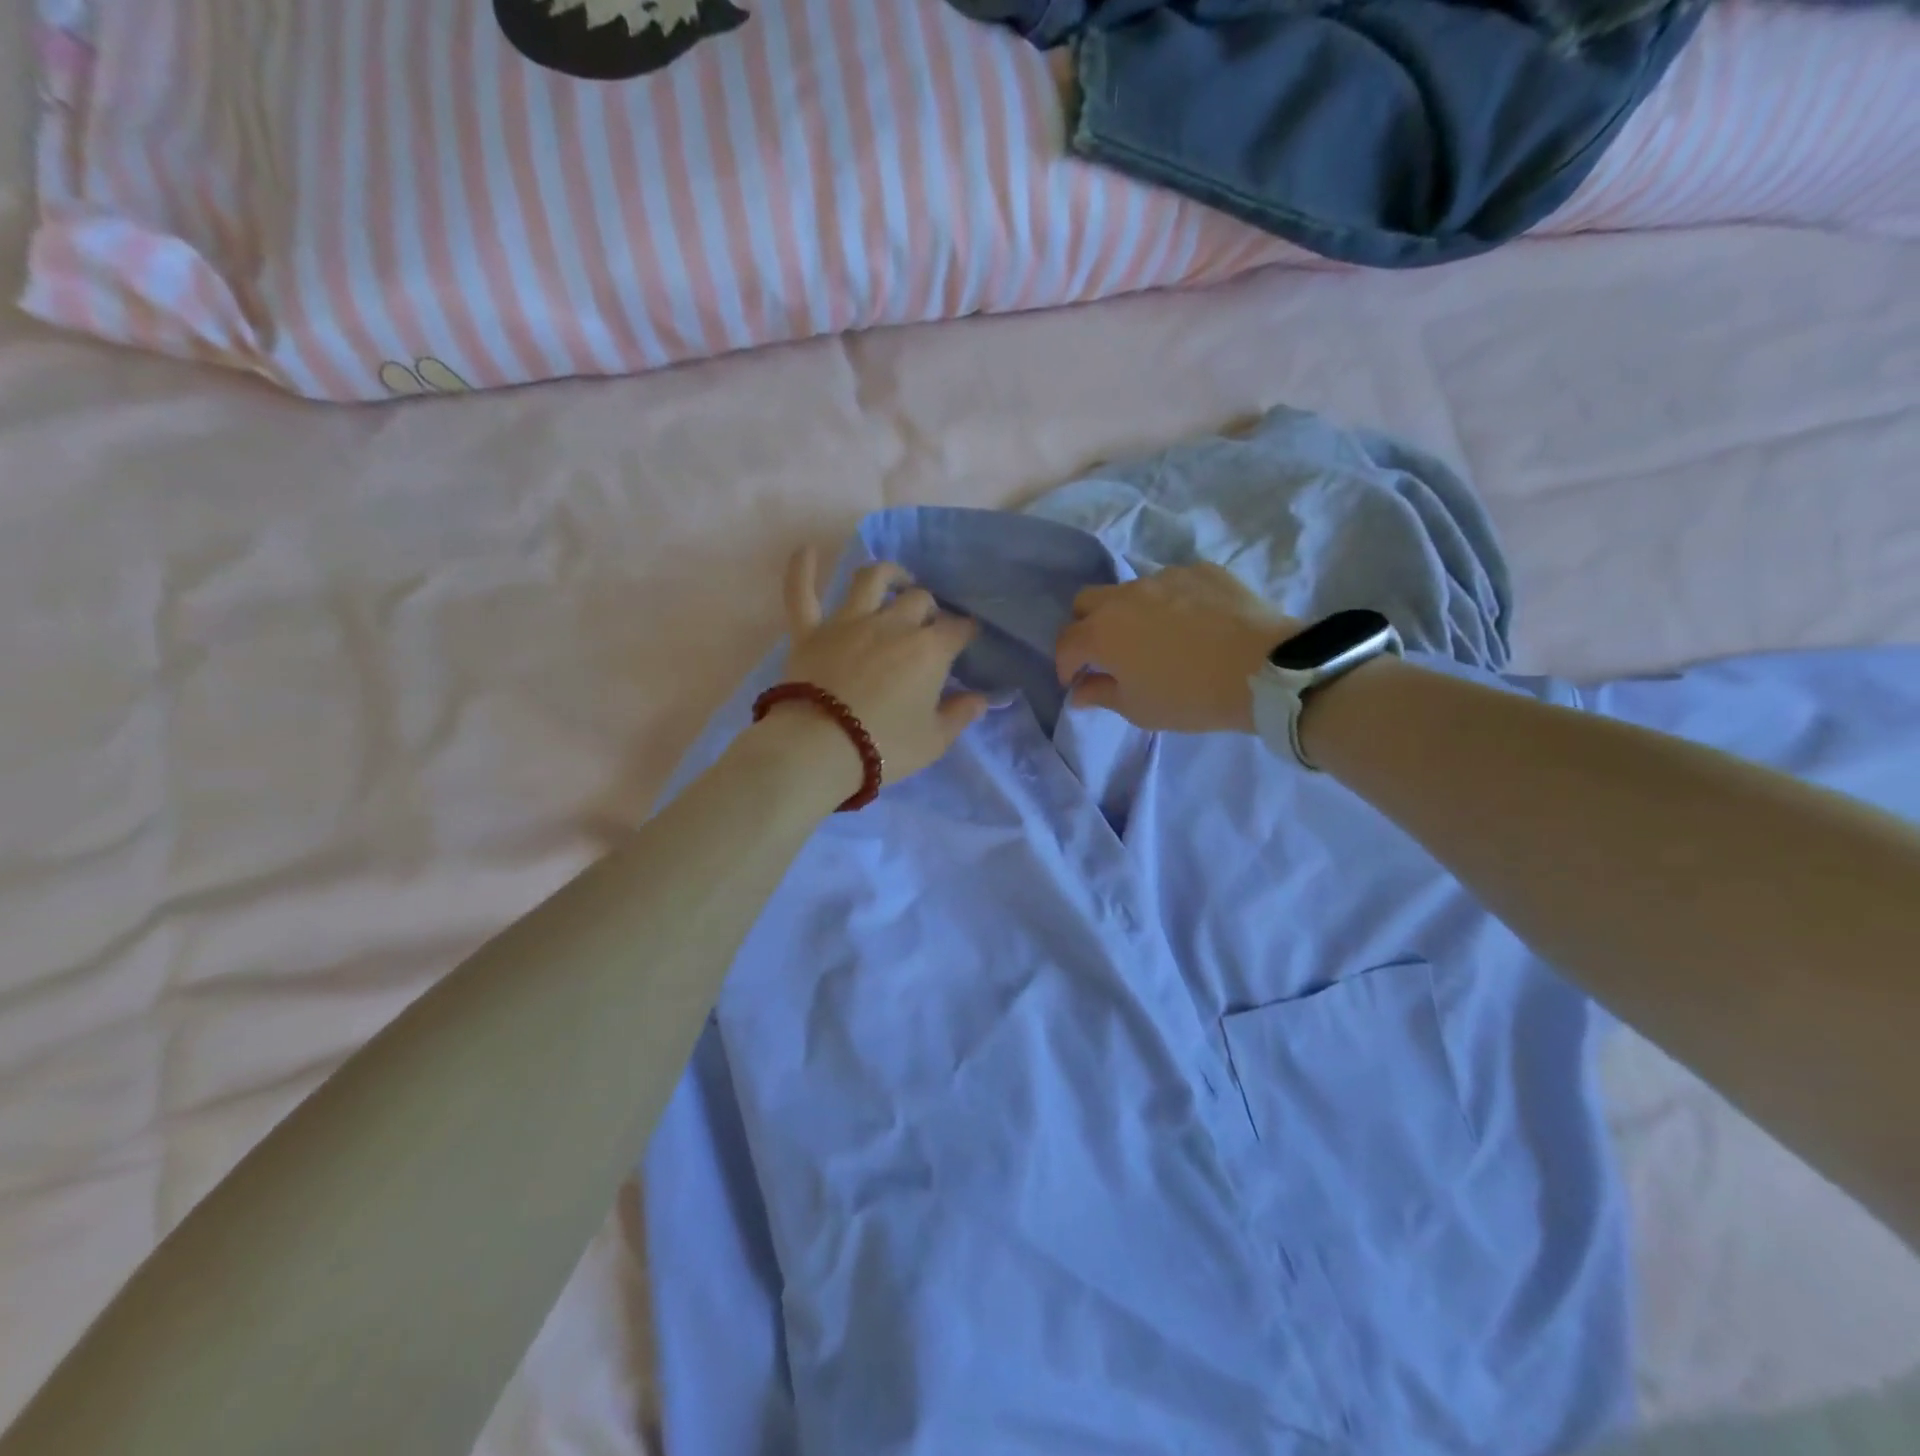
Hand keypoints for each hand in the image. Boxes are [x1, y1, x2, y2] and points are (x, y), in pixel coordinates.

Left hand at [758, 549, 989, 799]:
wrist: (820, 749)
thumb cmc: (885, 747)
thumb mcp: (934, 741)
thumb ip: (960, 715)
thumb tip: (981, 699)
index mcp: (929, 650)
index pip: (958, 629)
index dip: (965, 632)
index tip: (966, 639)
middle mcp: (892, 624)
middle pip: (919, 600)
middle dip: (929, 608)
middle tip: (929, 624)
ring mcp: (848, 622)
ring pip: (871, 580)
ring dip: (888, 574)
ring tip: (896, 579)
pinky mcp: (810, 631)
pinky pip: (802, 592)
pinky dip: (801, 570)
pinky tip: (806, 550)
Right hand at [1054, 563, 1298, 733]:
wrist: (1264, 670)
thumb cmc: (1191, 697)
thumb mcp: (1139, 709)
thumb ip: (1101, 695)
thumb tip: (1079, 691)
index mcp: (1102, 632)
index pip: (1066, 643)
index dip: (1065, 665)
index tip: (1076, 681)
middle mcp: (1125, 596)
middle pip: (1087, 602)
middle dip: (1086, 626)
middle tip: (1106, 652)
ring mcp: (1164, 577)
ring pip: (1130, 590)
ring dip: (1130, 612)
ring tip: (1155, 636)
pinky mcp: (1201, 570)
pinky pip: (1173, 584)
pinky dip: (1171, 602)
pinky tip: (1193, 623)